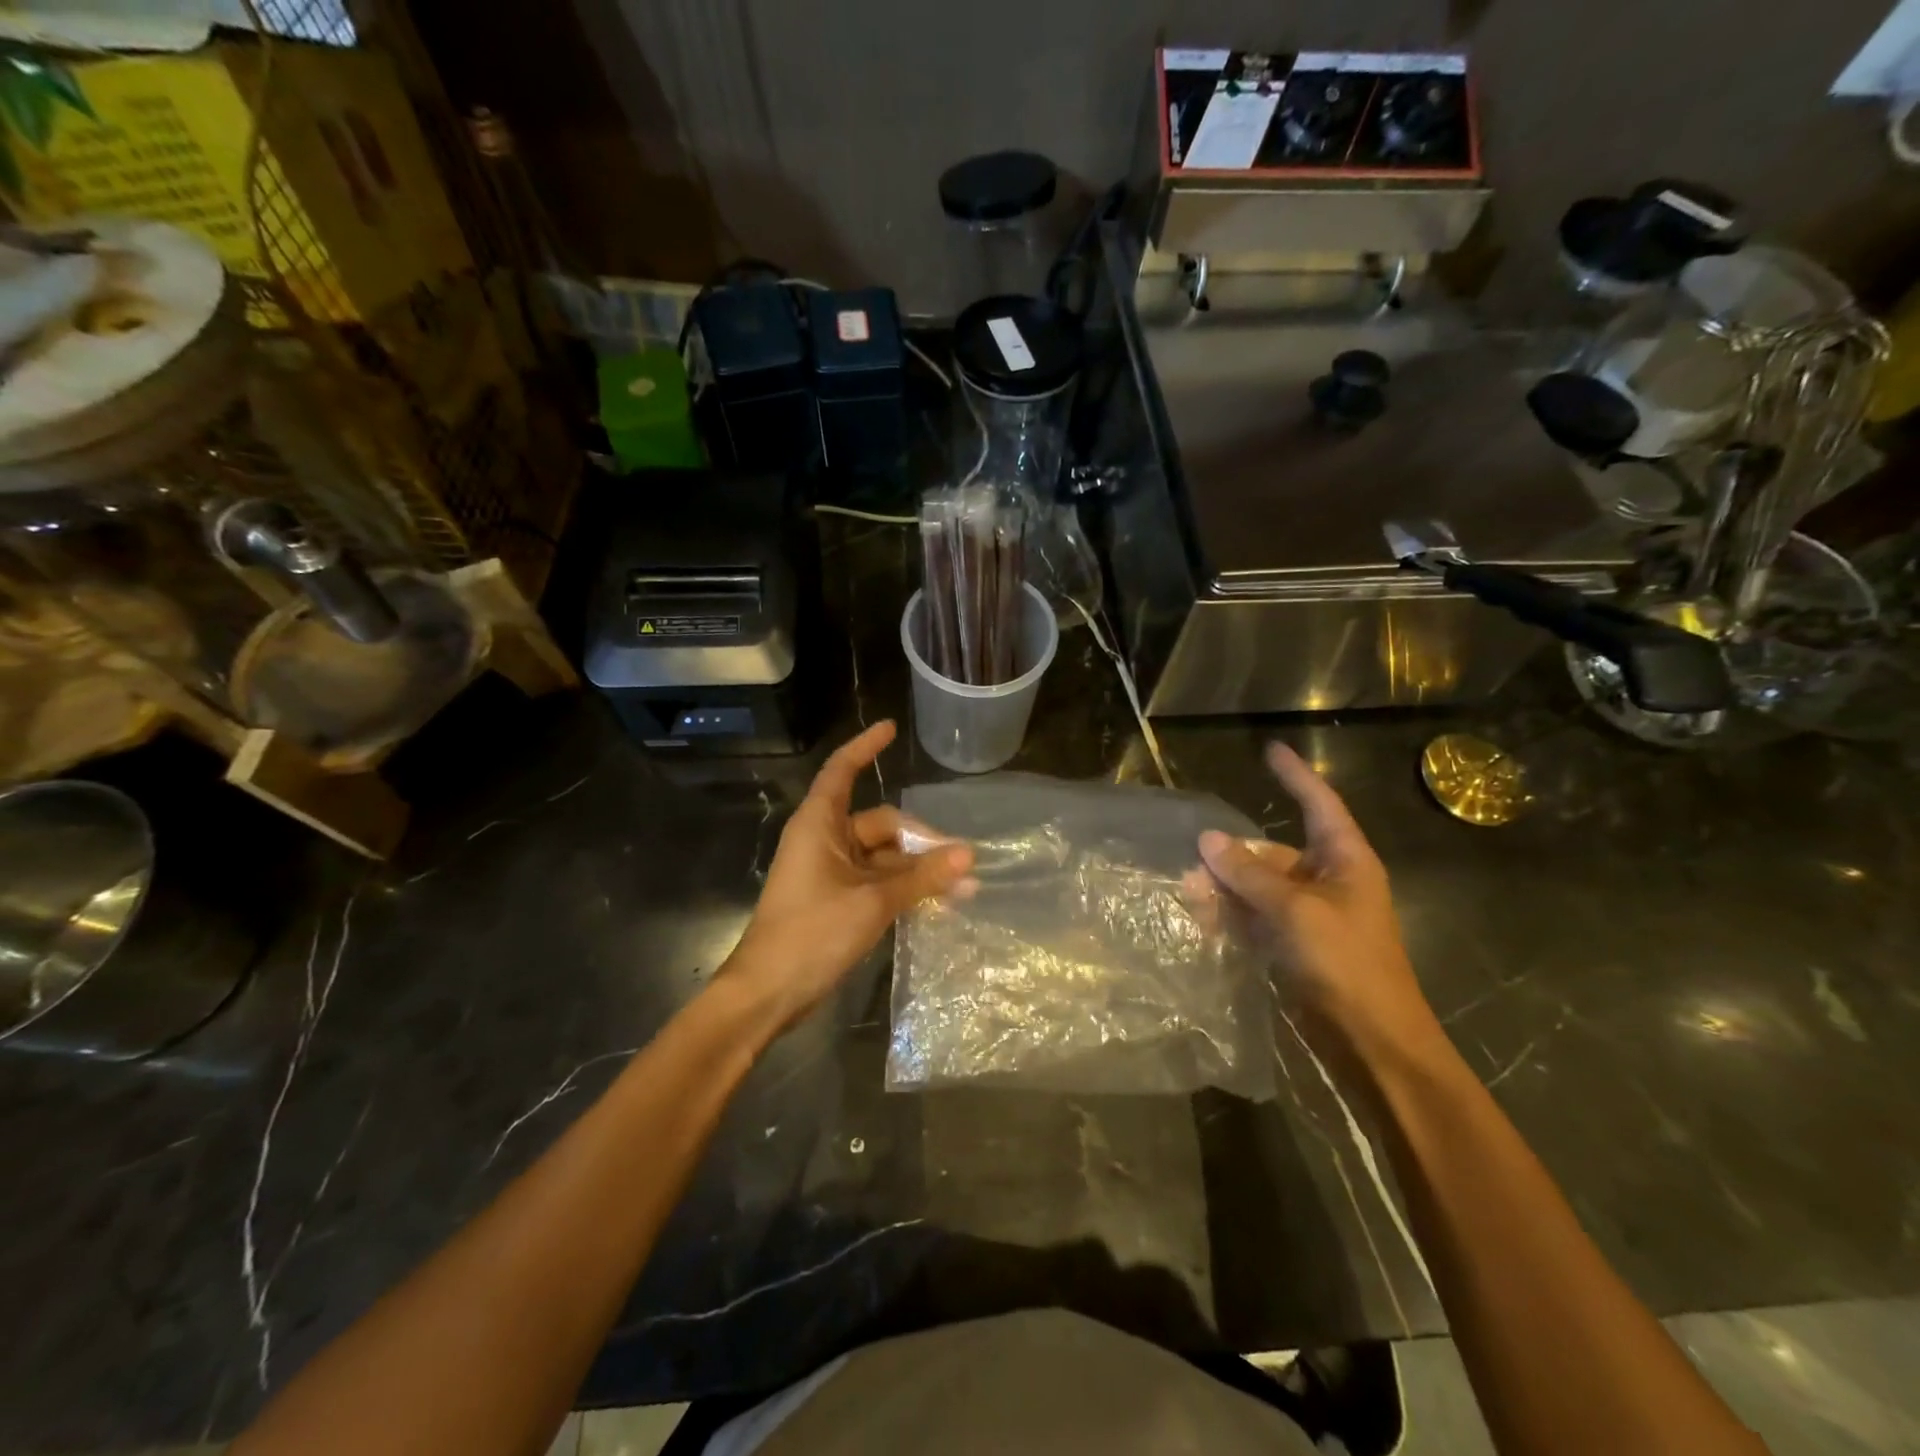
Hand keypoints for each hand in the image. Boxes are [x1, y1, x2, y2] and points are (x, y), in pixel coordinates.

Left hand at [724, 722, 972, 1032]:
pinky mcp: (837, 900)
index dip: (865, 747)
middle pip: (881, 823)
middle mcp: (824, 840)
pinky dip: (904, 888)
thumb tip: (969, 856)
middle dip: (921, 841)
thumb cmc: (812, 933)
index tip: (891, 729)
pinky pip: (877, 881)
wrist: (768, 993)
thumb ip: (922, 877)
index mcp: (819, 824)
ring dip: (918, 870)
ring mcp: (831, 872)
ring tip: (962, 888)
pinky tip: (938, 901)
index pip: (842, 770)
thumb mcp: (873, 901)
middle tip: (962, 863)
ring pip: (884, 857)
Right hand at [1198, 743, 1440, 1063]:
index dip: (1296, 776)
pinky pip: (1255, 917)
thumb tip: (1207, 839)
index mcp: (1344, 861)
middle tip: (1192, 858)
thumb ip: (1249, 874)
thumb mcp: (1295, 911)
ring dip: (1225, 887)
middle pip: (1273, 852)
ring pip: (1258, 886)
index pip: (1318, 804)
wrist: (1373, 1041)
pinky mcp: (1294, 945)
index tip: (1271, 750)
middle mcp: (1326, 881)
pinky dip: (1231, 916)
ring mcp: (1309, 915)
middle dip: (1233, 855)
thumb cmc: (1346, 963)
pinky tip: (1202, 919)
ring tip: (1188, 893)